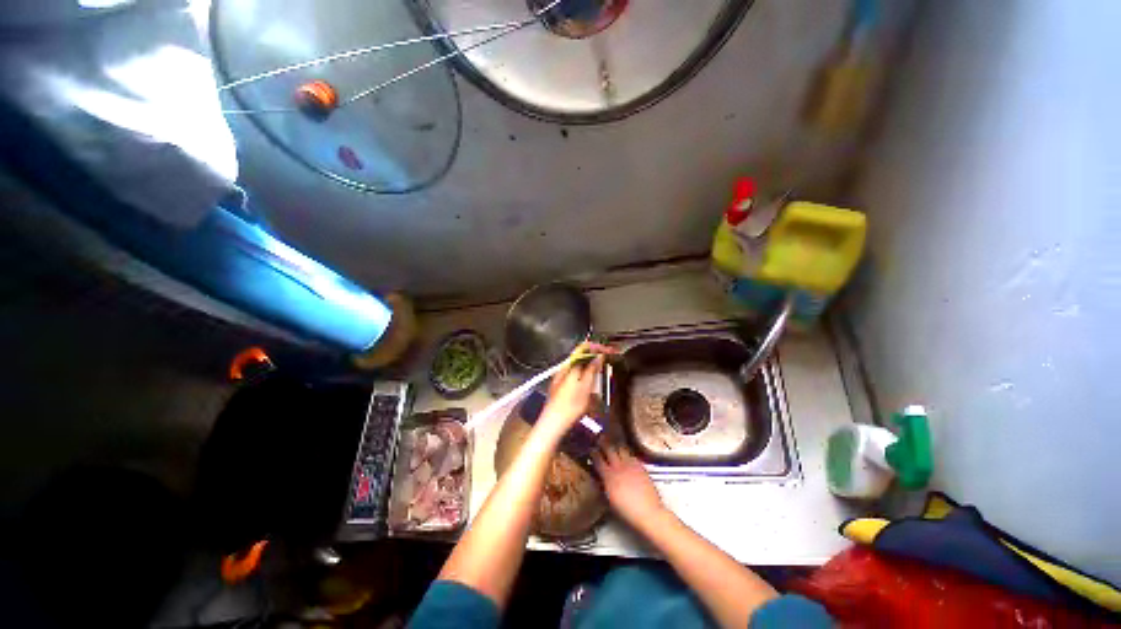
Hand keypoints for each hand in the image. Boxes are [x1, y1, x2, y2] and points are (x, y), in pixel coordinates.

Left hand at [536, 343, 611, 438]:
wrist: (553, 423)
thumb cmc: (570, 405)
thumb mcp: (585, 386)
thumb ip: (592, 369)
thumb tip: (599, 356)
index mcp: (570, 365)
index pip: (584, 347)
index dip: (597, 347)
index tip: (609, 351)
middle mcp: (564, 367)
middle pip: (581, 356)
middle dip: (595, 356)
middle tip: (608, 360)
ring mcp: (561, 376)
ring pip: (579, 365)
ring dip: (591, 366)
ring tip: (601, 370)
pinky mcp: (561, 385)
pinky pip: (576, 373)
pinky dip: (585, 374)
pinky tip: (590, 382)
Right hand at [593, 443, 665, 528]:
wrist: (648, 512)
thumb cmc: (627, 511)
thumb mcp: (610, 499)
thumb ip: (605, 484)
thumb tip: (601, 476)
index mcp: (609, 476)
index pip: (598, 459)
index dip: (593, 453)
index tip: (591, 449)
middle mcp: (619, 466)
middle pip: (609, 448)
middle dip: (603, 443)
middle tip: (600, 439)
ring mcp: (630, 464)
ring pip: (621, 448)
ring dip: (616, 446)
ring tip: (613, 445)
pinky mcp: (640, 465)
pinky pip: (631, 454)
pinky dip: (626, 453)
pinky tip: (626, 456)